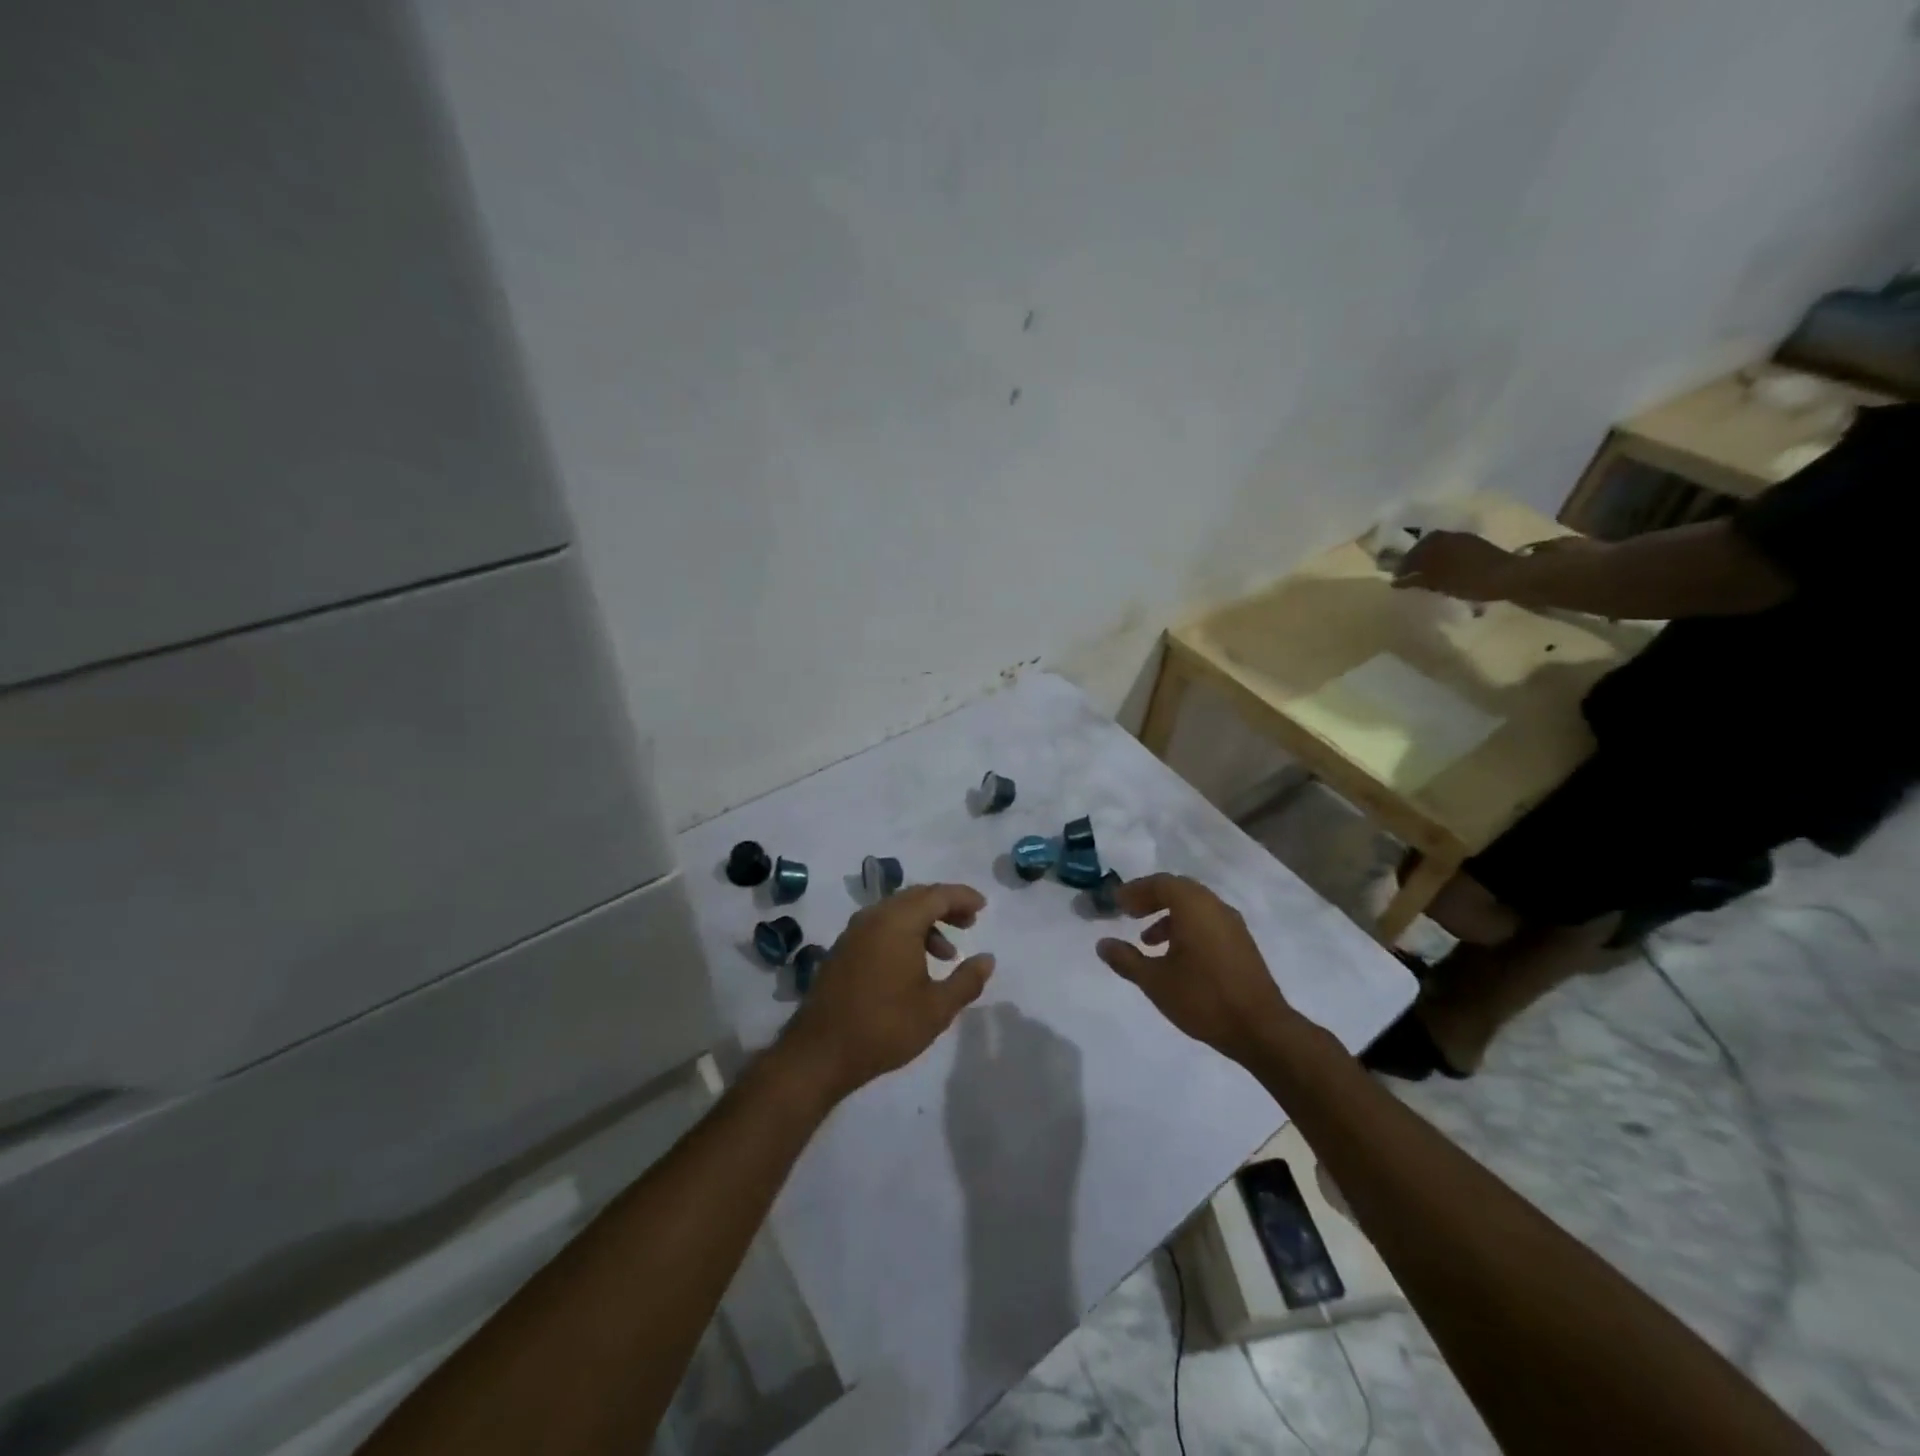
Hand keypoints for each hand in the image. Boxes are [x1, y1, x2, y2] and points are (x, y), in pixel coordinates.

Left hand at [779, 884, 994, 1098]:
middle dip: (945, 906)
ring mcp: (854, 932)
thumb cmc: (885, 1027)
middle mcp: (874, 917)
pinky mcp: (843, 949)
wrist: (820, 1052)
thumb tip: (987, 959)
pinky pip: (880, 925)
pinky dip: (903, 933)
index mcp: (898, 922)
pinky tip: (914, 964)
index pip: (937, 895)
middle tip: (969, 923)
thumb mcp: (936, 1009)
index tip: (983, 907)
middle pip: (916, 897)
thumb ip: (966, 981)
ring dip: (925, 922)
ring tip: (947, 953)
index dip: (963, 897)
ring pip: (897, 911)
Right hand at [1096, 874, 1295, 1063]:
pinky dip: (1186, 927)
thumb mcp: (1155, 981)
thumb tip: (1102, 944)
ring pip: (1194, 906)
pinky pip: (1208, 922)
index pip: (1160, 883)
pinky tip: (1175, 956)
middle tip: (1129, 913)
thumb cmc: (1203, 998)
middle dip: (1151, 899)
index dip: (1135, 890)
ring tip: (1147, 940)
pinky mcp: (1241, 944)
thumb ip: (1126, 959)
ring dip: (1168, 915)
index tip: (1116, 903)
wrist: (1260, 1029)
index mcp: (1194, 907)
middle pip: (1178, 890)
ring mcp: (1233, 925)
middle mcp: (1215, 907)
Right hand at [1391, 530, 1515, 600]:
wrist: (1513, 576)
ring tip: (1427, 574)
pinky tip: (1446, 572)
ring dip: (1431, 560)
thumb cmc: (1471, 580)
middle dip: (1417, 560)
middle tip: (1410, 574)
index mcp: (1437, 541)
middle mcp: (1450, 536)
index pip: (1412, 552)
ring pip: (1441, 548)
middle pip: (1426, 547)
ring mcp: (1466, 540)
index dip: (1403, 566)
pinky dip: (1445, 561)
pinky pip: (1453, 551)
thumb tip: (1396, 580)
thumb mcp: (1439, 583)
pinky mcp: (1478, 548)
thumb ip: (1415, 580)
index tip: (1396, 578)